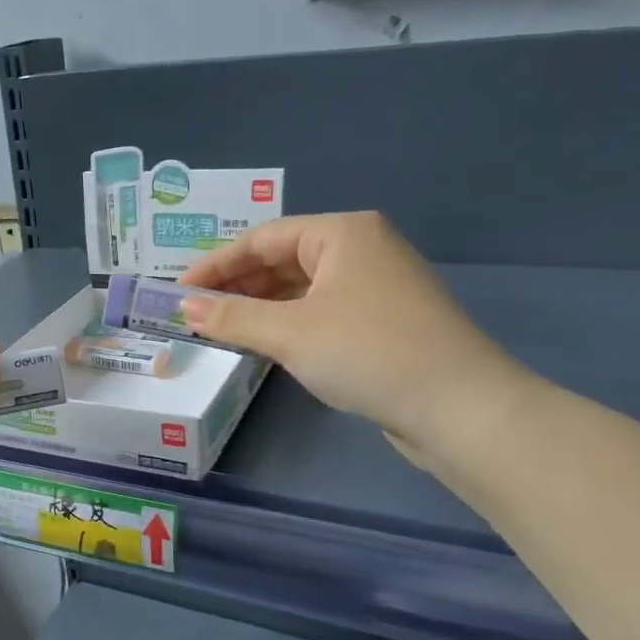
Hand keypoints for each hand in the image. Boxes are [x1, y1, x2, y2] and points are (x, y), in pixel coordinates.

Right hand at [179, 212, 538, 463]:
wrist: (460, 407)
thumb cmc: (368, 352)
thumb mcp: (290, 333)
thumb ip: (232, 317)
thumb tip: (184, 307)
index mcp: (343, 233)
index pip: (263, 238)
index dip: (216, 264)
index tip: (179, 291)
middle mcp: (362, 249)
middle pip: (283, 259)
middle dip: (237, 285)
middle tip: (194, 312)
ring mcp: (377, 285)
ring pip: (302, 287)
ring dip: (260, 306)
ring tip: (221, 328)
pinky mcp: (385, 321)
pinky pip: (321, 310)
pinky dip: (288, 323)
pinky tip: (265, 343)